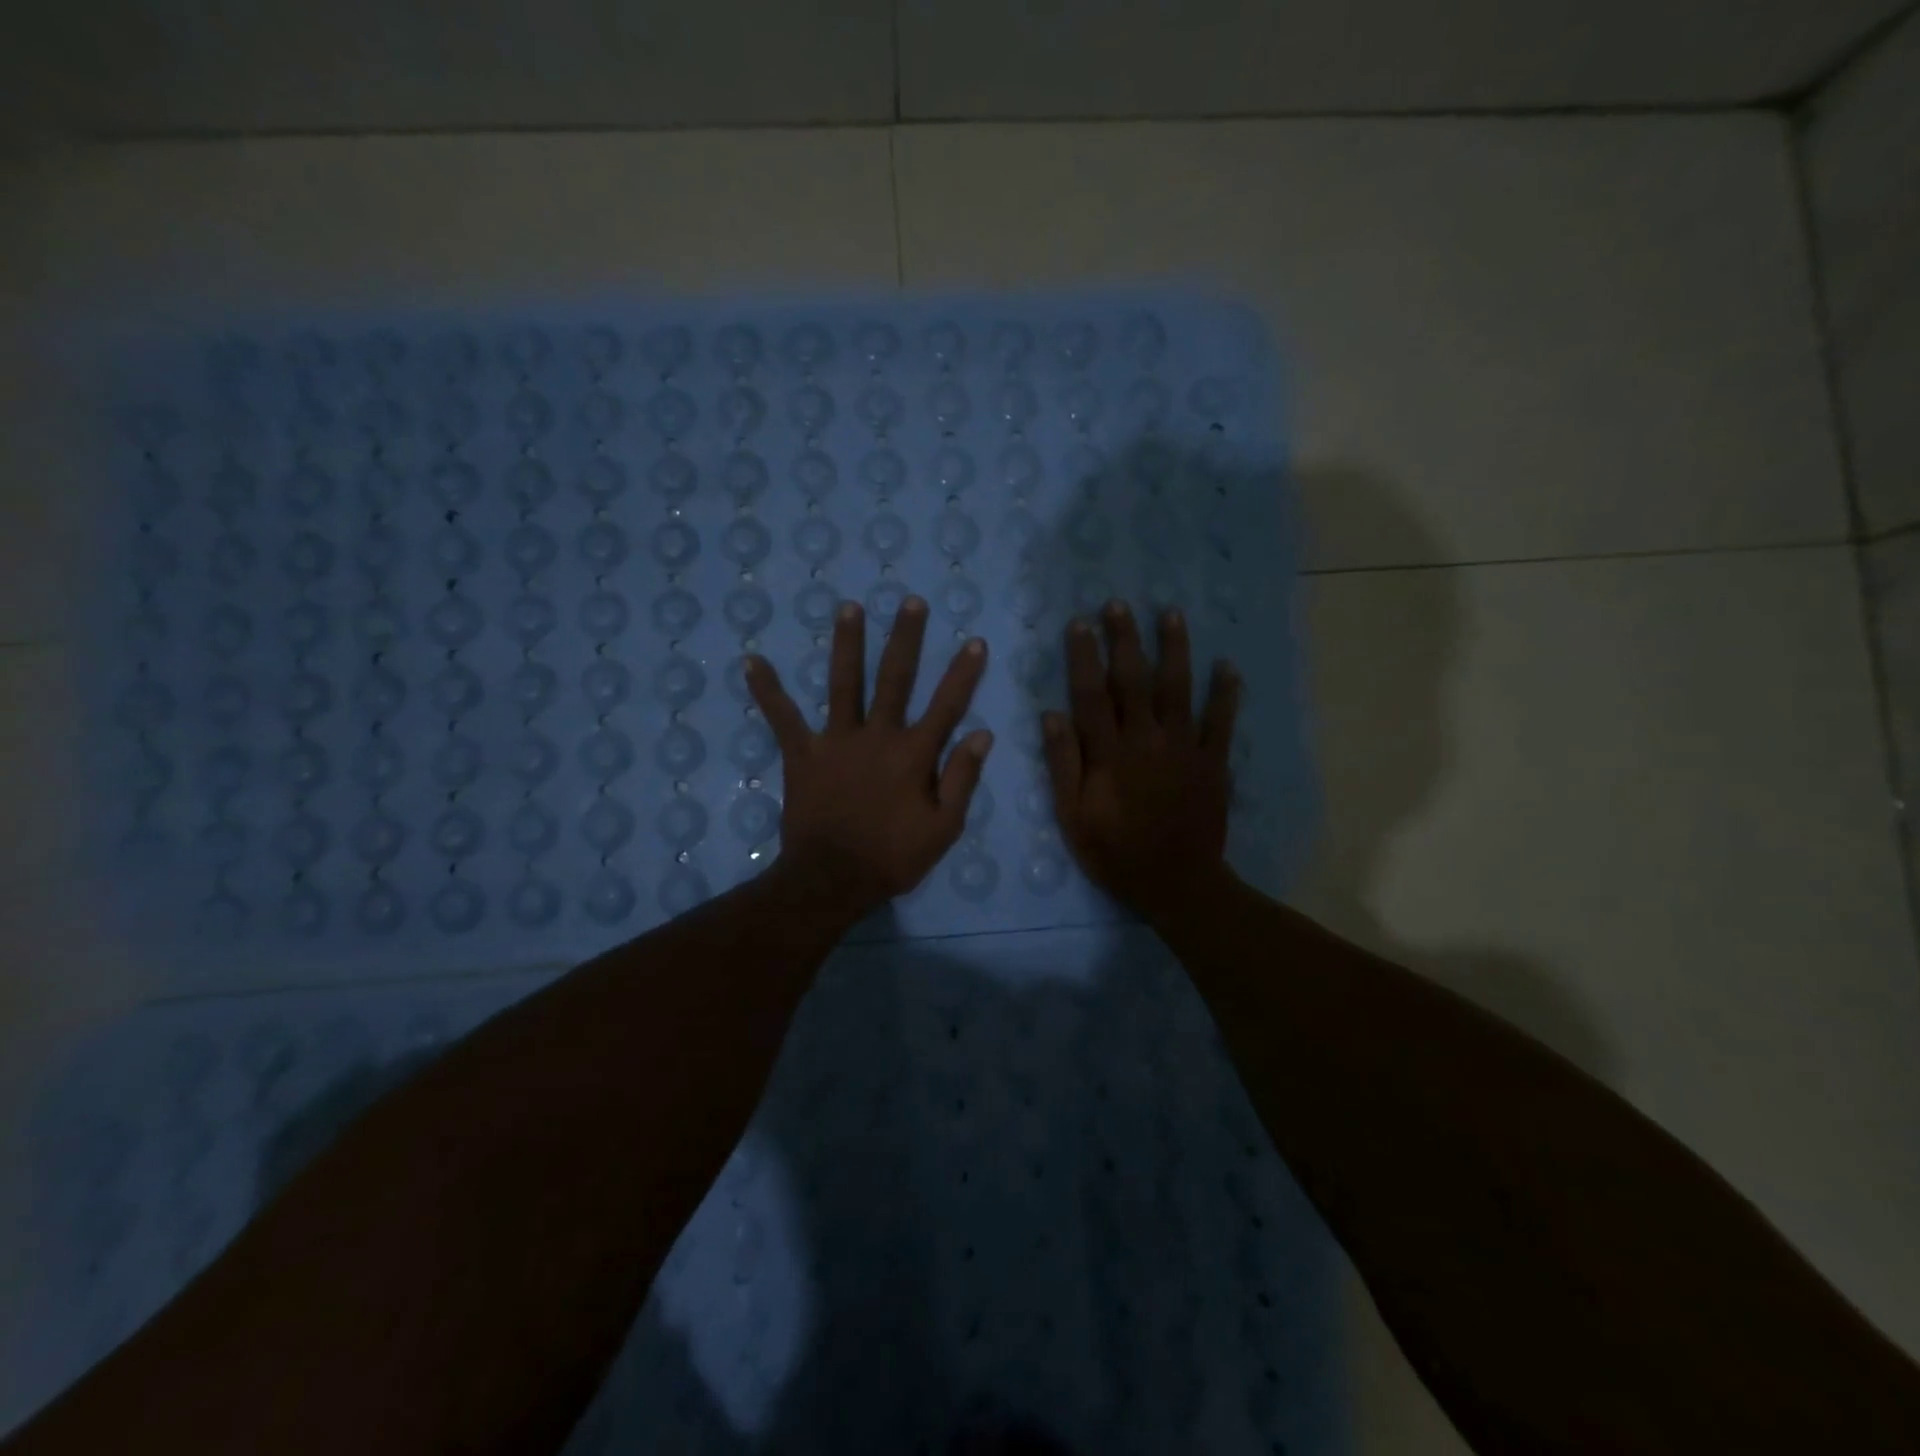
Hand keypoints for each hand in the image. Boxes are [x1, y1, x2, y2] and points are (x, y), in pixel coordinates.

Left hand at [747, 596, 992, 920]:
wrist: (832, 880)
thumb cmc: (893, 857)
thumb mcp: (944, 827)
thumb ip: (962, 778)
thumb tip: (982, 734)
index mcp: (914, 754)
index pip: (947, 705)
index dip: (963, 673)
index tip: (975, 641)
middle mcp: (877, 735)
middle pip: (895, 678)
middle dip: (905, 638)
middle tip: (910, 602)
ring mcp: (836, 741)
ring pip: (843, 683)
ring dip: (846, 644)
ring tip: (848, 607)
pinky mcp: (802, 754)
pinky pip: (782, 718)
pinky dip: (767, 690)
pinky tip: (752, 661)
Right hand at [1043, 601, 1239, 926]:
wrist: (1178, 883)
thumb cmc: (1116, 852)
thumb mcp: (1073, 817)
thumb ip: (1063, 764)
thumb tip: (1051, 714)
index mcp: (1110, 753)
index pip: (1091, 694)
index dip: (1083, 656)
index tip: (1078, 624)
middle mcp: (1148, 739)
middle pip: (1135, 680)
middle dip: (1125, 639)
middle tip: (1118, 605)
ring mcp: (1185, 747)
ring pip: (1179, 688)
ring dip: (1175, 650)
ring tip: (1171, 614)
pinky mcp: (1213, 761)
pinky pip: (1222, 721)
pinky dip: (1226, 693)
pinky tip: (1228, 666)